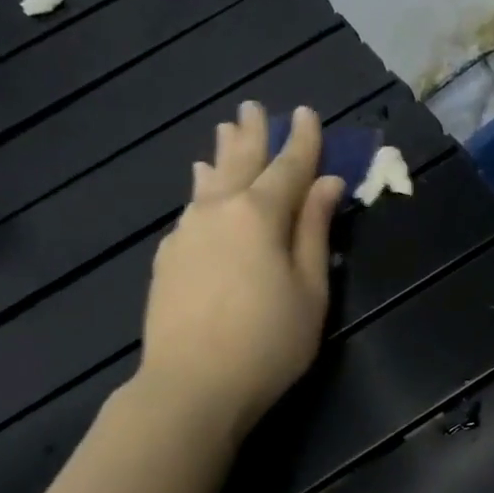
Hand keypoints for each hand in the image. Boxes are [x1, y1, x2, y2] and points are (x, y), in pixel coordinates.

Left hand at [137, 103, 344, 437]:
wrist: (192, 385)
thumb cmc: (268, 343)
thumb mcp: (310, 291)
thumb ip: (315, 233)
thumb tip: (326, 185)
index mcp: (261, 214)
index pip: (288, 167)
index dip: (302, 141)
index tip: (308, 113)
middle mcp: (219, 211)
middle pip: (240, 163)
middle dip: (253, 135)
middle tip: (255, 107)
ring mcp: (187, 232)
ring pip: (208, 183)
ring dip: (221, 156)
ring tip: (223, 132)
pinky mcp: (167, 258)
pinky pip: (190, 209)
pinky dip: (201, 191)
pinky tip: (200, 189)